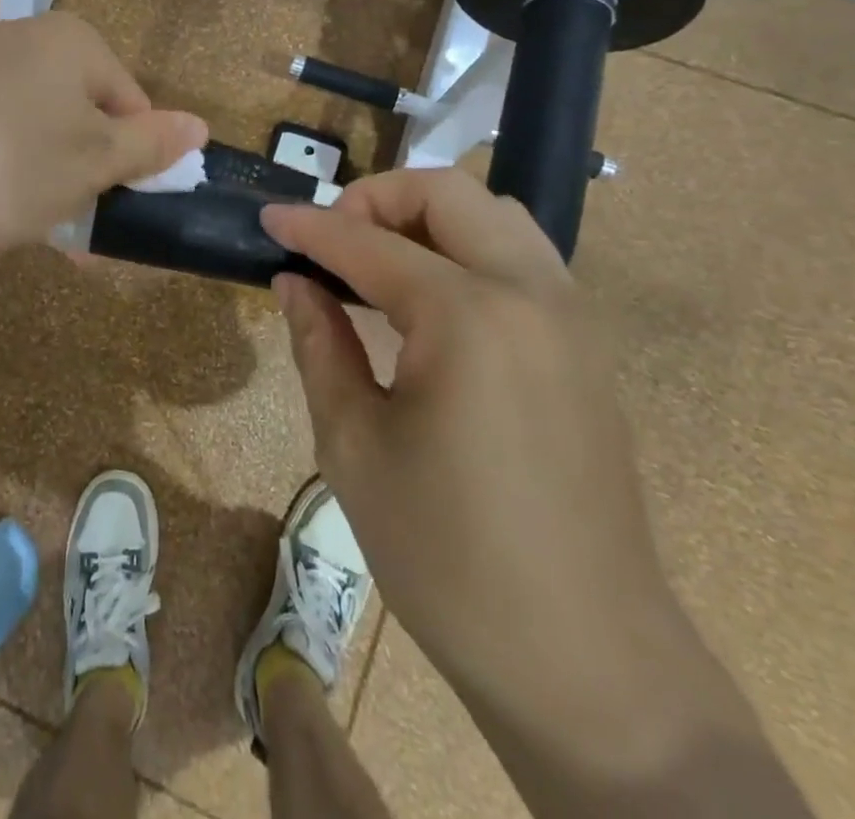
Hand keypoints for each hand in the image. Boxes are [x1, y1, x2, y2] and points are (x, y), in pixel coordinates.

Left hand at [0, 13, 206, 266]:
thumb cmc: (8, 167)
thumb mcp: (93, 163)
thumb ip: (151, 143)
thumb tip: (201, 125)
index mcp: (69, 40)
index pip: (129, 99)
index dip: (135, 156)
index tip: (123, 207)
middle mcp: (18, 37)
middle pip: (79, 111)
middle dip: (87, 172)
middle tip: (82, 229)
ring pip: (32, 126)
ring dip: (47, 177)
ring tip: (36, 227)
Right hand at [261, 171, 740, 774]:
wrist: (587, 661)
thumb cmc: (449, 557)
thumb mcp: (354, 447)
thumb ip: (320, 344)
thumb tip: (293, 282)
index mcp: (469, 317)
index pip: (369, 243)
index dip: (309, 227)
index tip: (267, 218)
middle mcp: (530, 293)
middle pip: (448, 193)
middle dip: (376, 199)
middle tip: (329, 242)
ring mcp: (570, 315)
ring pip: (494, 214)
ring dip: (427, 217)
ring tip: (375, 263)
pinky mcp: (586, 345)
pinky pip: (521, 256)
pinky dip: (466, 247)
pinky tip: (429, 301)